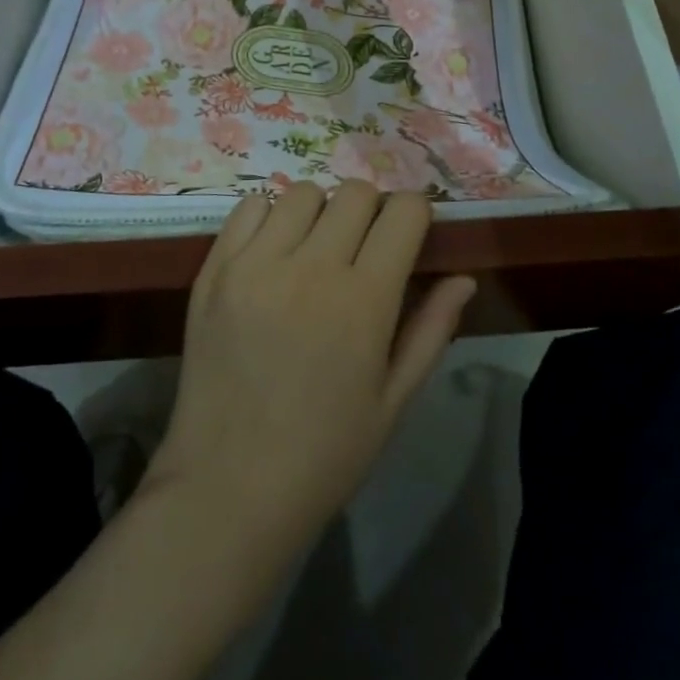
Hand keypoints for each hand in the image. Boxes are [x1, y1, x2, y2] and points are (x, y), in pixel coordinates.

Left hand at [143, 181, 476, 553]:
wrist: (229, 486)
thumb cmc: (325, 453)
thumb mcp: (394, 401)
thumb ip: (432, 330)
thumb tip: (464, 277)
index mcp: (364, 301)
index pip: (403, 212)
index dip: (414, 215)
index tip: (409, 235)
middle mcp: (311, 267)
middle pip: (355, 193)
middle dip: (371, 211)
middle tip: (363, 247)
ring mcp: (256, 263)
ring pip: (303, 192)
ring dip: (320, 212)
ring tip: (314, 250)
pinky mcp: (215, 268)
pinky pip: (248, 207)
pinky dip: (268, 218)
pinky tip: (272, 253)